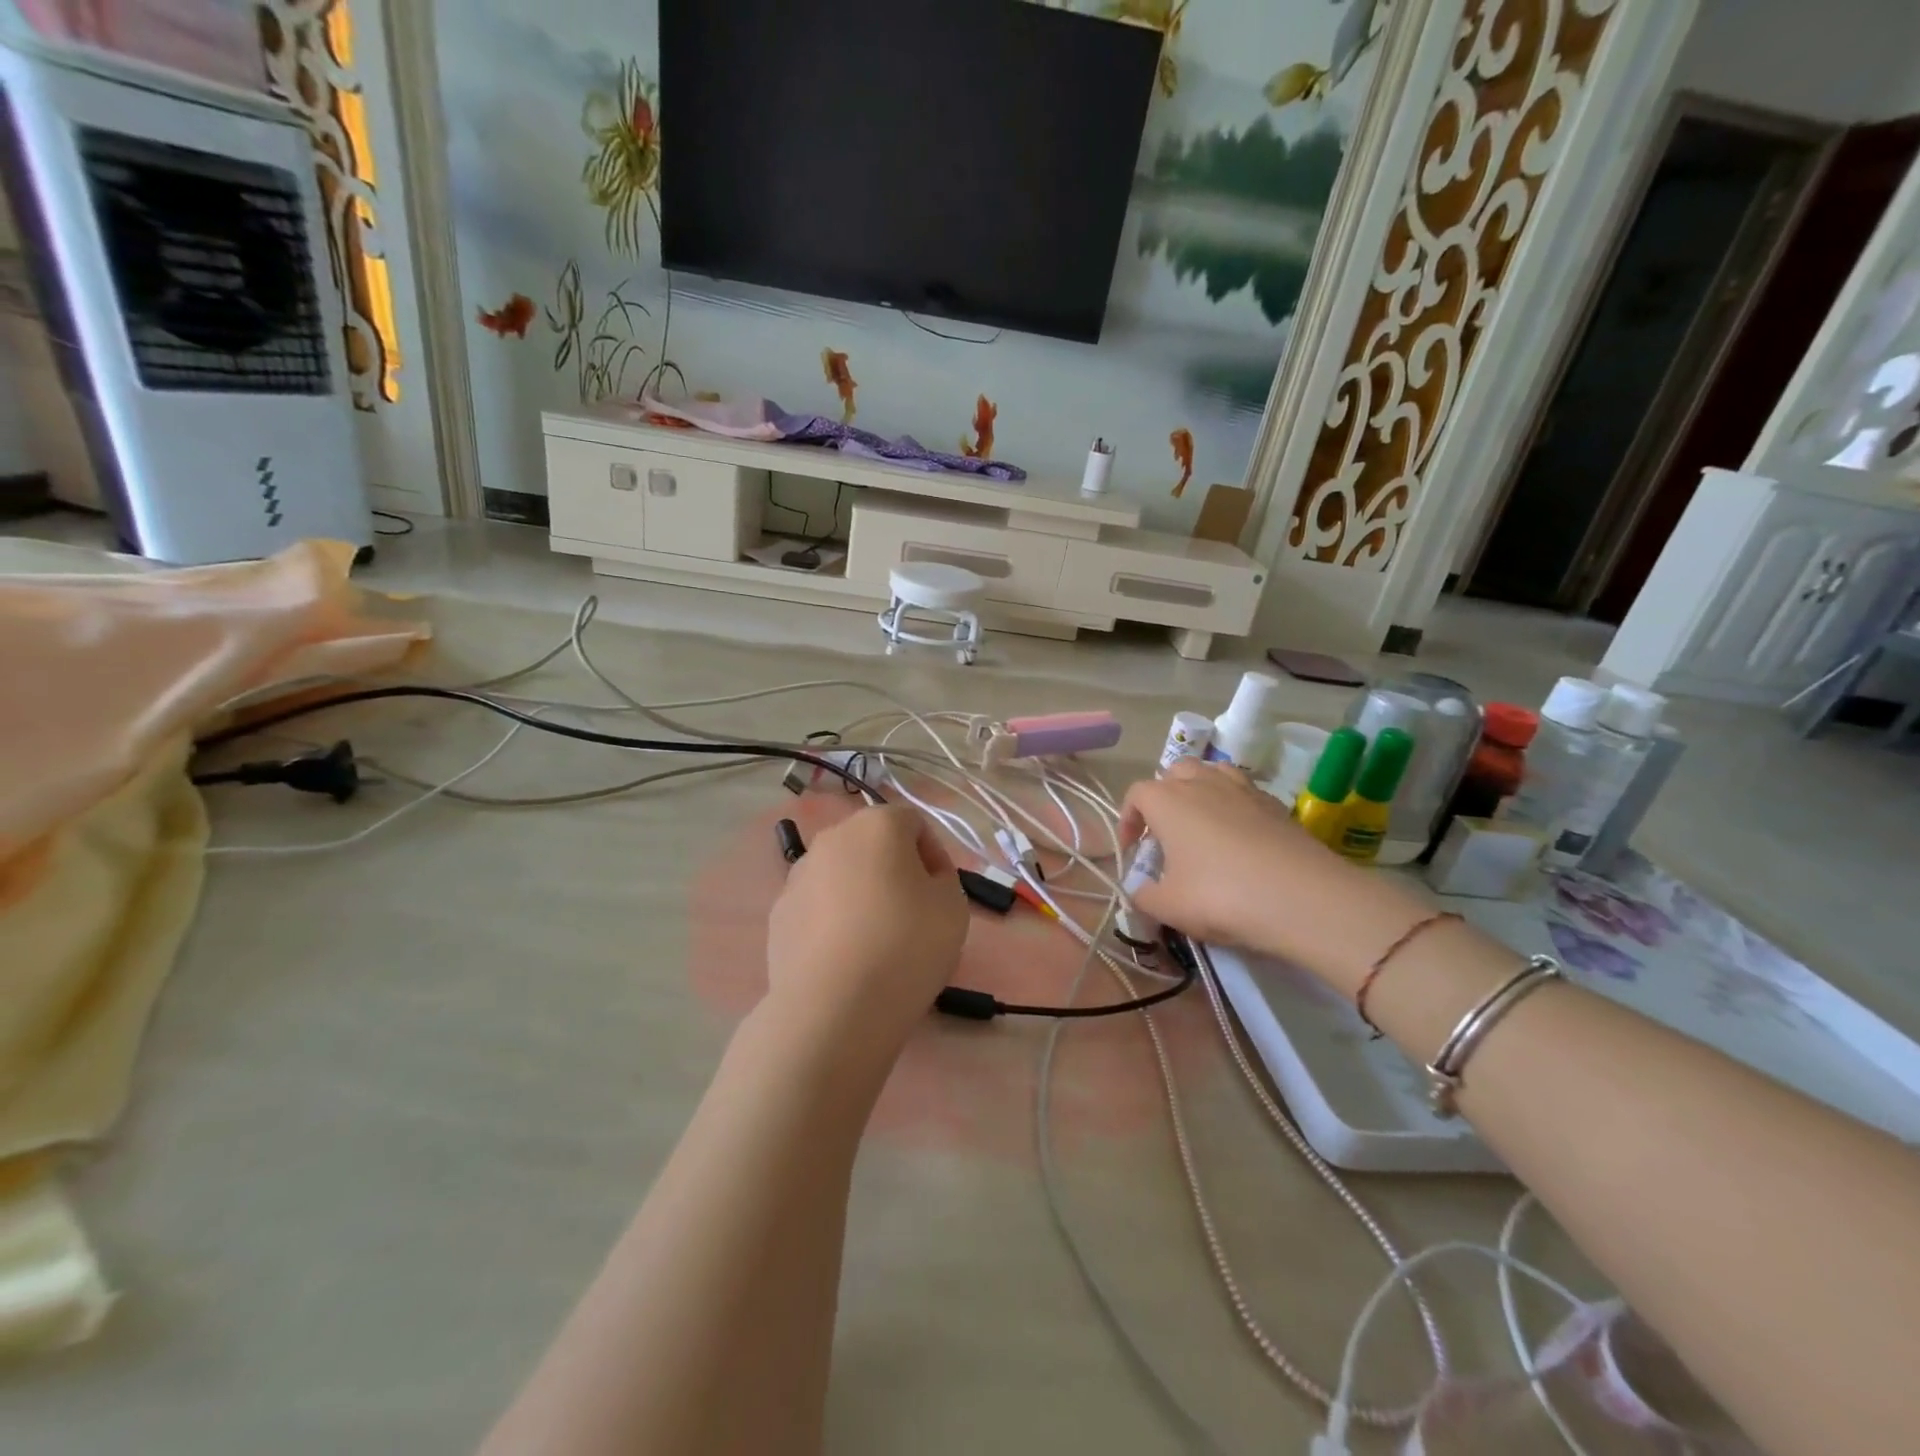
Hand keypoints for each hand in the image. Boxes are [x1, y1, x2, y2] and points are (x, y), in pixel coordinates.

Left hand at [765, 805, 969, 1050]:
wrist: (834, 1006)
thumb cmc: (906, 945)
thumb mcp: (954, 908)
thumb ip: (943, 880)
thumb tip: (922, 881)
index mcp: (877, 825)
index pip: (914, 823)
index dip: (934, 855)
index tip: (942, 893)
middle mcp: (832, 838)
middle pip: (872, 845)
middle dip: (894, 871)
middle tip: (913, 914)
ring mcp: (798, 876)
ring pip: (841, 875)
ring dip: (861, 895)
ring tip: (877, 941)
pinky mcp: (778, 914)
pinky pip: (817, 908)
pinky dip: (833, 922)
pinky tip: (846, 959)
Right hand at [1120, 760, 1430, 992]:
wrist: (1303, 898)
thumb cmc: (1220, 896)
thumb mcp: (1168, 907)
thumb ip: (1143, 897)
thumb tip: (1140, 892)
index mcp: (1167, 801)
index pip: (1136, 794)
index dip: (1128, 820)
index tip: (1133, 851)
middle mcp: (1202, 783)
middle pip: (1174, 773)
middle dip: (1164, 798)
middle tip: (1165, 835)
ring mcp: (1243, 789)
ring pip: (1212, 775)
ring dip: (1200, 794)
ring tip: (1202, 828)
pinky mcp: (1276, 804)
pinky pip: (1244, 794)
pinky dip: (1233, 808)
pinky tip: (1240, 840)